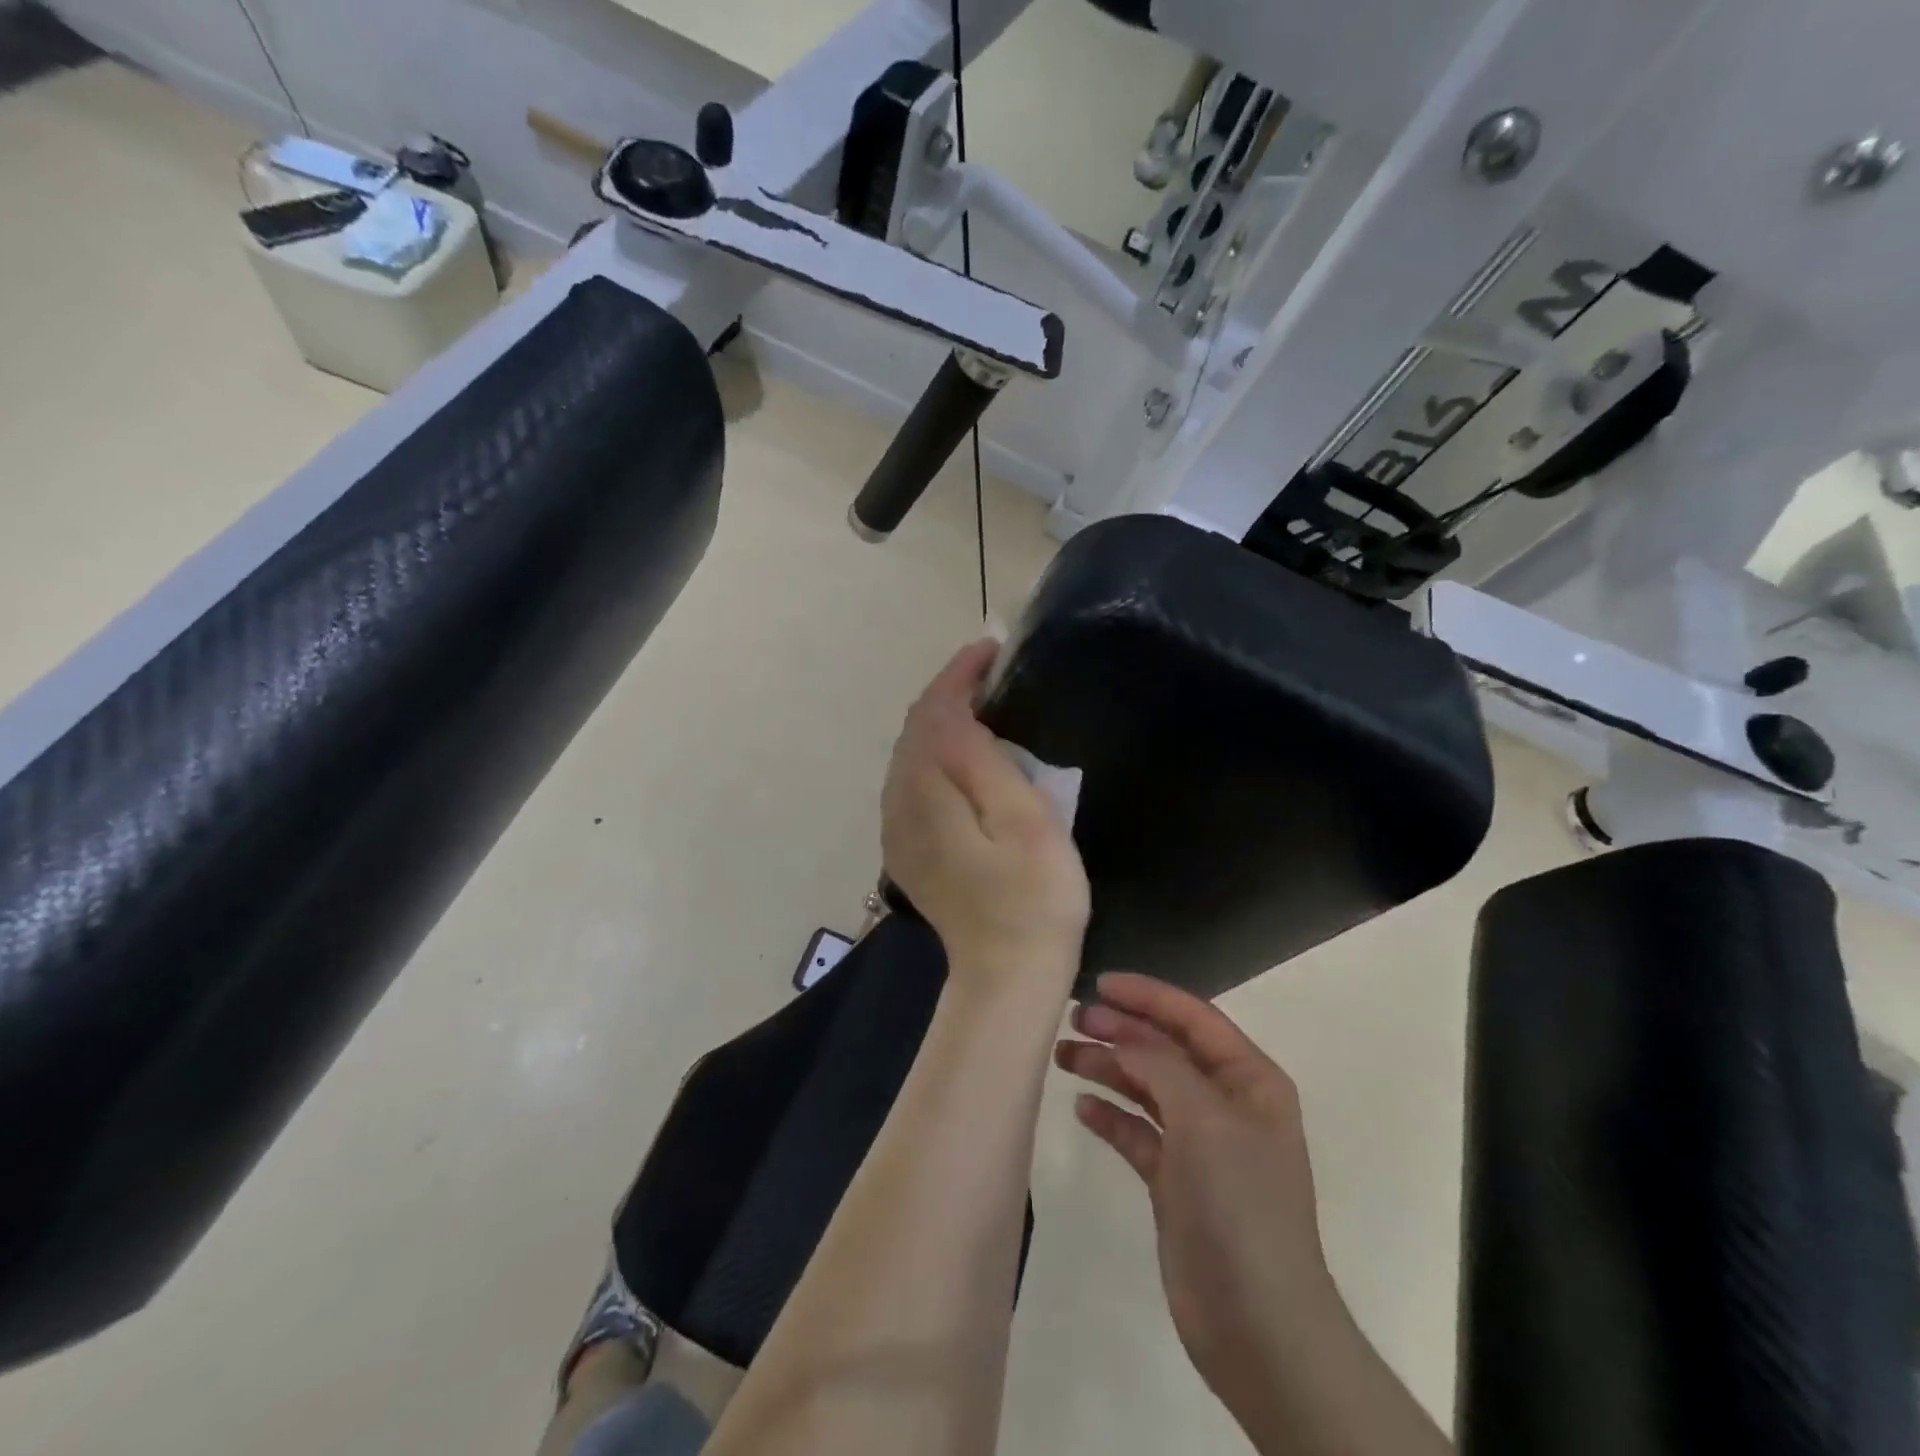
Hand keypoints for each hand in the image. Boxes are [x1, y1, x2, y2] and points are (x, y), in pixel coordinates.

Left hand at [881, 641, 1089, 994]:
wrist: (1007, 976)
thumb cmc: (1034, 898)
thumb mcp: (1023, 820)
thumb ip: (981, 760)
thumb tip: (956, 711)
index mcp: (926, 792)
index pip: (932, 712)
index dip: (959, 675)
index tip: (993, 650)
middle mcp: (899, 804)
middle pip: (915, 729)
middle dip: (948, 693)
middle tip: (992, 673)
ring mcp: (898, 830)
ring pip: (910, 754)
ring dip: (941, 721)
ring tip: (982, 703)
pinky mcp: (908, 849)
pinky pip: (913, 782)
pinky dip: (935, 754)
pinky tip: (963, 755)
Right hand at [1055, 974, 1340, 1421]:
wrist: (1258, 1324)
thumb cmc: (1240, 1204)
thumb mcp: (1204, 1118)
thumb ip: (1160, 1065)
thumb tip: (1122, 1037)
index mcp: (1249, 1080)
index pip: (1193, 1018)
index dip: (1147, 996)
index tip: (1100, 984)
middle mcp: (1226, 1104)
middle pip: (1165, 1050)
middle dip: (1121, 1031)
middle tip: (1072, 1020)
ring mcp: (1200, 1144)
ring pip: (1146, 1088)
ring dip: (1108, 1068)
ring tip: (1064, 1056)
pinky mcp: (1175, 1181)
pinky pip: (1137, 1132)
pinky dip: (1111, 1116)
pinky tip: (1083, 1108)